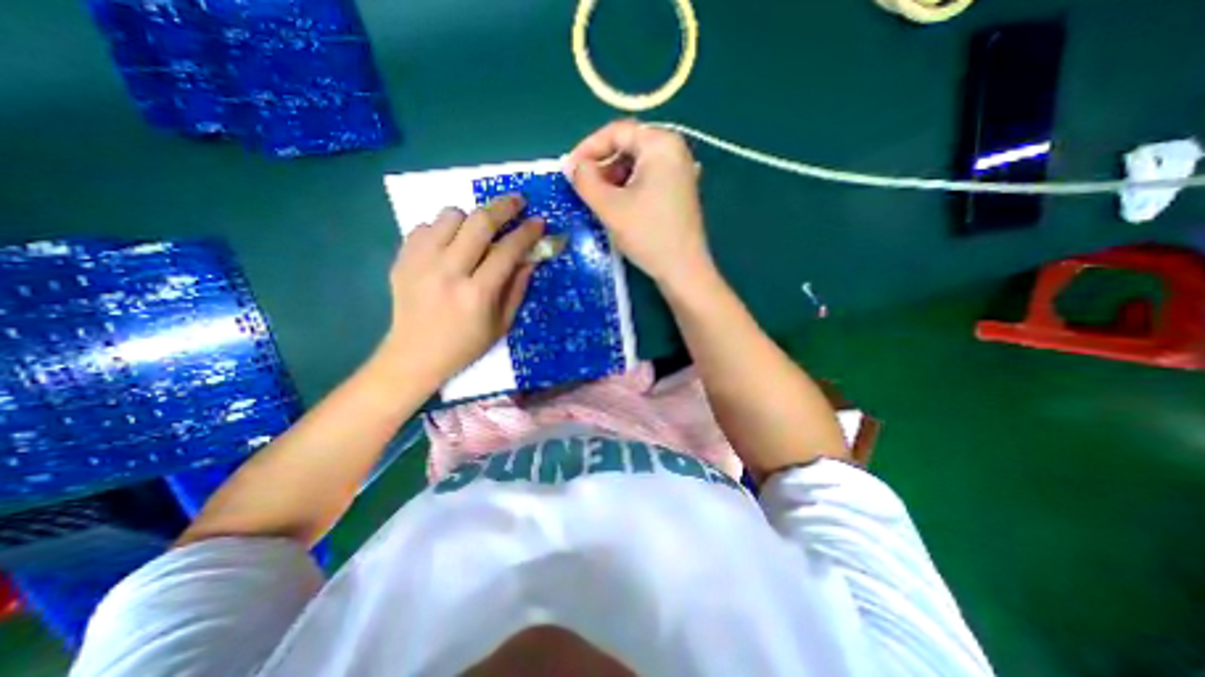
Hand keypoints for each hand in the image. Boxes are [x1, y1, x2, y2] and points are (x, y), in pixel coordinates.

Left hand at [380, 193, 540, 386]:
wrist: (414, 355)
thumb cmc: (466, 345)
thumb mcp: (502, 324)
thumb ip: (518, 288)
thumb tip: (530, 258)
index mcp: (477, 293)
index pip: (508, 251)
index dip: (527, 233)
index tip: (539, 221)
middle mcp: (448, 272)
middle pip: (479, 222)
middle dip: (504, 207)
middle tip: (518, 201)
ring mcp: (421, 262)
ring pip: (450, 215)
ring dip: (471, 218)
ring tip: (478, 230)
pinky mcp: (402, 259)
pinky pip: (426, 225)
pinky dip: (443, 229)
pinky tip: (450, 245)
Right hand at [569, 119, 708, 287]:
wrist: (683, 270)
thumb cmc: (648, 234)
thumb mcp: (609, 206)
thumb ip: (585, 180)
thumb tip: (572, 166)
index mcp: (660, 144)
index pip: (616, 132)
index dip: (587, 148)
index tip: (569, 170)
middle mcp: (675, 150)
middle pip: (628, 147)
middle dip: (601, 166)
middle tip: (583, 188)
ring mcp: (680, 172)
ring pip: (637, 165)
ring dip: (613, 179)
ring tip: (599, 201)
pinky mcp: (680, 192)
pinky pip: (648, 180)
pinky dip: (628, 189)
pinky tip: (619, 207)